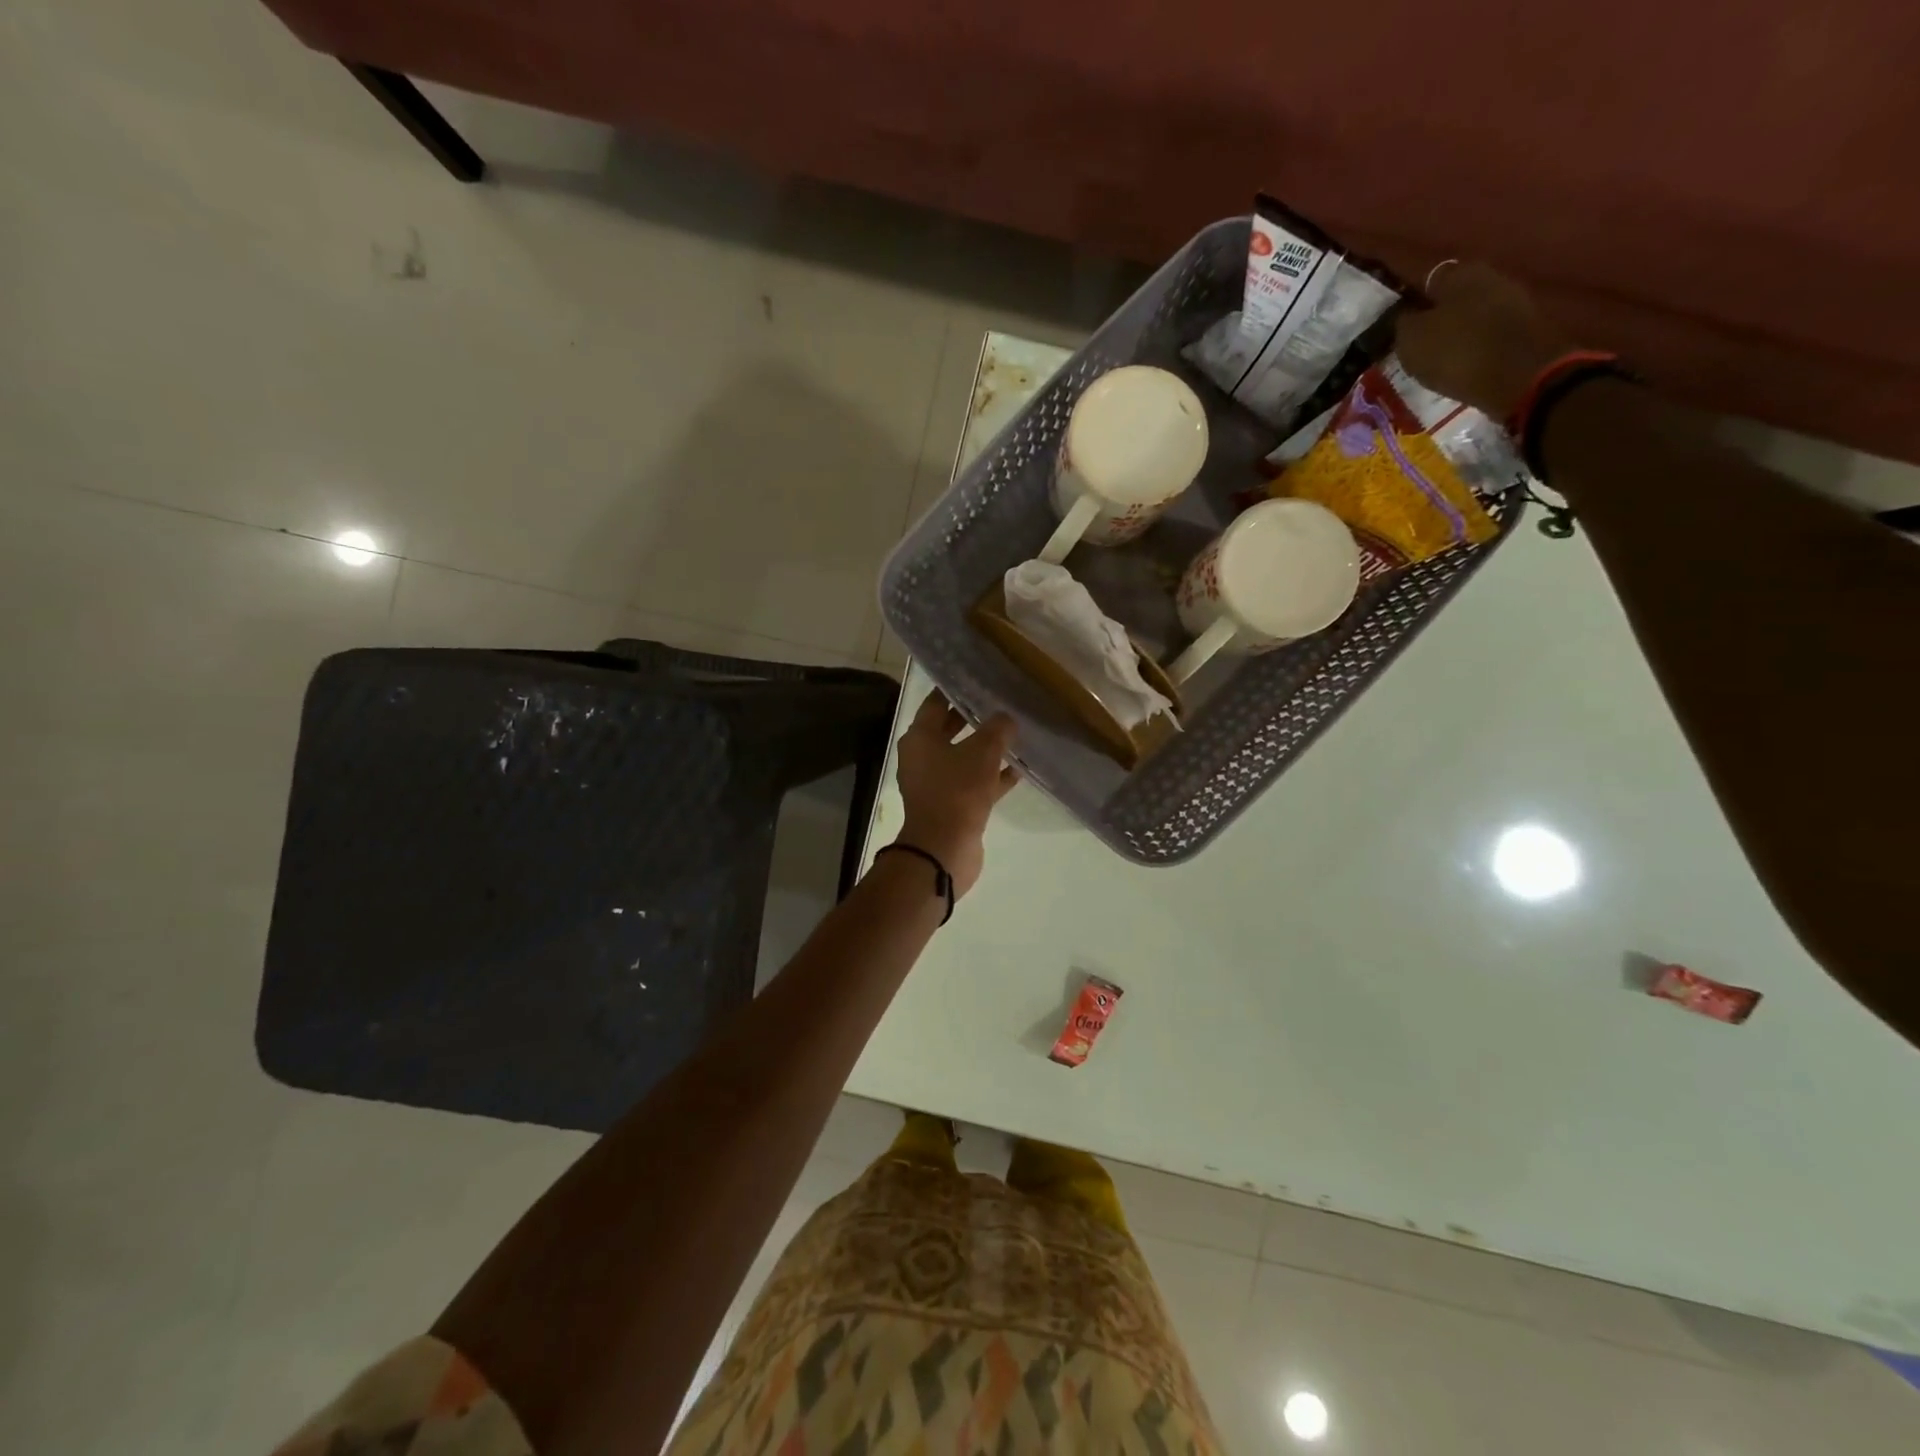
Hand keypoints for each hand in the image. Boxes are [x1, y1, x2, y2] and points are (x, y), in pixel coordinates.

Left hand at [892, 690, 1018, 897]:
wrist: (944, 848)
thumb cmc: (957, 791)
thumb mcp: (982, 753)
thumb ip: (997, 730)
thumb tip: (1007, 718)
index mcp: (919, 738)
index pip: (935, 703)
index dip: (954, 689)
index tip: (976, 677)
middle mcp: (922, 757)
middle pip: (948, 729)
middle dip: (973, 717)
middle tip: (1000, 701)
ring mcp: (936, 783)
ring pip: (963, 757)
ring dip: (986, 748)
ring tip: (1014, 733)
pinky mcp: (952, 805)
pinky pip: (974, 783)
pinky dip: (992, 776)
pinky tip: (1018, 769)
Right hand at [1395, 261, 1572, 418]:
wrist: (1517, 375)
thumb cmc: (1455, 352)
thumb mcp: (1410, 340)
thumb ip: (1402, 323)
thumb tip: (1403, 316)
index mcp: (1459, 273)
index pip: (1428, 281)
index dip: (1414, 304)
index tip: (1402, 328)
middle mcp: (1490, 276)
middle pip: (1455, 297)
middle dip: (1439, 318)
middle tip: (1420, 346)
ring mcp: (1513, 300)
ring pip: (1474, 315)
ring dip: (1459, 333)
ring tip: (1441, 361)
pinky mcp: (1526, 327)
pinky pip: (1490, 334)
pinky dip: (1477, 347)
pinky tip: (1465, 367)